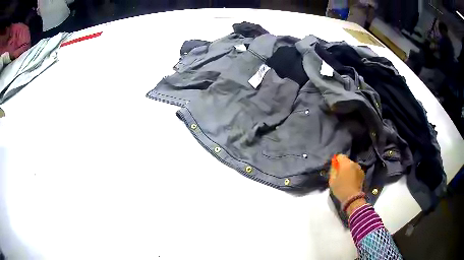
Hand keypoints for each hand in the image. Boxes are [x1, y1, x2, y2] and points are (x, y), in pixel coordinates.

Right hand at [329, 154, 364, 203]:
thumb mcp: (332, 180)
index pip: (340, 156)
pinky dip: (353, 173)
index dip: (336, 160)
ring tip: (346, 178)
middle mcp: (354, 163)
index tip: (335, 167)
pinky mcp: (363, 174)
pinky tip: (351, 180)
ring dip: (349, 169)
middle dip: (343, 165)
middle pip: (347, 160)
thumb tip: (334, 165)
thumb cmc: (340, 189)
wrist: (352, 198)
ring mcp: (359, 168)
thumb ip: (333, 170)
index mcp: (345, 163)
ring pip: (352, 165)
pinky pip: (356, 170)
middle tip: (340, 174)